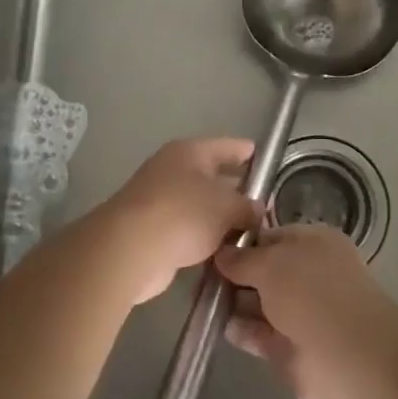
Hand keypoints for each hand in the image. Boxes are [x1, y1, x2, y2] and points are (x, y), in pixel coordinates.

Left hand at [79, 138, 261, 304]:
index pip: (227, 146)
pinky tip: (224, 252)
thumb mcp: (227, 208)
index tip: (267, 161)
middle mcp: (173, 169)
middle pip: (212, 176)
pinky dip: (203, 238)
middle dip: (236, 189)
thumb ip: (248, 207)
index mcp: (190, 152)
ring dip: (220, 218)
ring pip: (200, 205)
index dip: (248, 153)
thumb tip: (256, 210)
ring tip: (250, 232)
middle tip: (264, 203)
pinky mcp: (152, 229)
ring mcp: (159, 199)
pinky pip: (187, 229)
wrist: (130, 249)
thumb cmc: (183, 214)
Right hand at [214, 224, 388, 398]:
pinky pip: (260, 334)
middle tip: (200, 275)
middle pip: (265, 271)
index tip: (212, 248)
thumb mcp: (270, 264)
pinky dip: (242, 331)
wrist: (346, 356)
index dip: (242, 243)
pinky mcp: (291, 348)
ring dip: (235, 303)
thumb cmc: (310, 292)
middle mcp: (310, 275)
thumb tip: (222, 254)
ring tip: (202, 299)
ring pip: (261, 303)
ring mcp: (302, 313)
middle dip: (235, 274)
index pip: (271, 236)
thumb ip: (242, 259)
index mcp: (314, 242)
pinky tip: (218, 326)